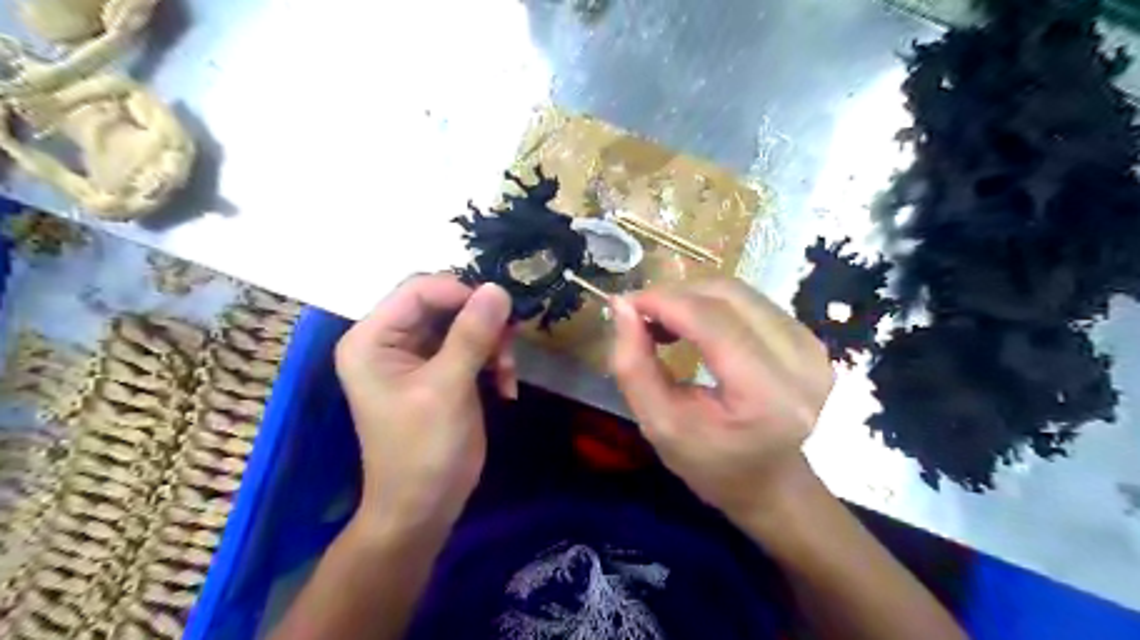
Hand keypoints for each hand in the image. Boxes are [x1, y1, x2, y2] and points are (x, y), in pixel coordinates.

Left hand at [335, 275, 515, 535]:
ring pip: (463, 323)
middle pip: (443, 303)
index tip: (500, 312)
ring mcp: (416, 356)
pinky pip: (471, 346)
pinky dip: (493, 361)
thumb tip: (498, 288)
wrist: (424, 508)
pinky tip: (506, 386)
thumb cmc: (423, 450)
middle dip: (481, 321)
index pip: (418, 290)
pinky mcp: (440, 371)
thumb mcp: (447, 388)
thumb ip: (471, 335)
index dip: (461, 292)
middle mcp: (390, 340)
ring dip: (492, 343)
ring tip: (508, 372)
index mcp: (372, 339)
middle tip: (510, 344)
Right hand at [610, 277, 834, 519]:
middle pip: (729, 296)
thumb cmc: (710, 463)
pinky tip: (693, 325)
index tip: (625, 303)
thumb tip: (622, 305)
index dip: (664, 302)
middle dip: (675, 294)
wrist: (769, 482)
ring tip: (663, 321)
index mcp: (768, 396)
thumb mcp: (658, 424)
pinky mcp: (812, 338)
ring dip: (692, 296)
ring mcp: (813, 346)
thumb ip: (633, 365)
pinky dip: (713, 303)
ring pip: (740, 292)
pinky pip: (752, 301)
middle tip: (640, 313)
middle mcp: (801, 363)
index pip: (712, 322)